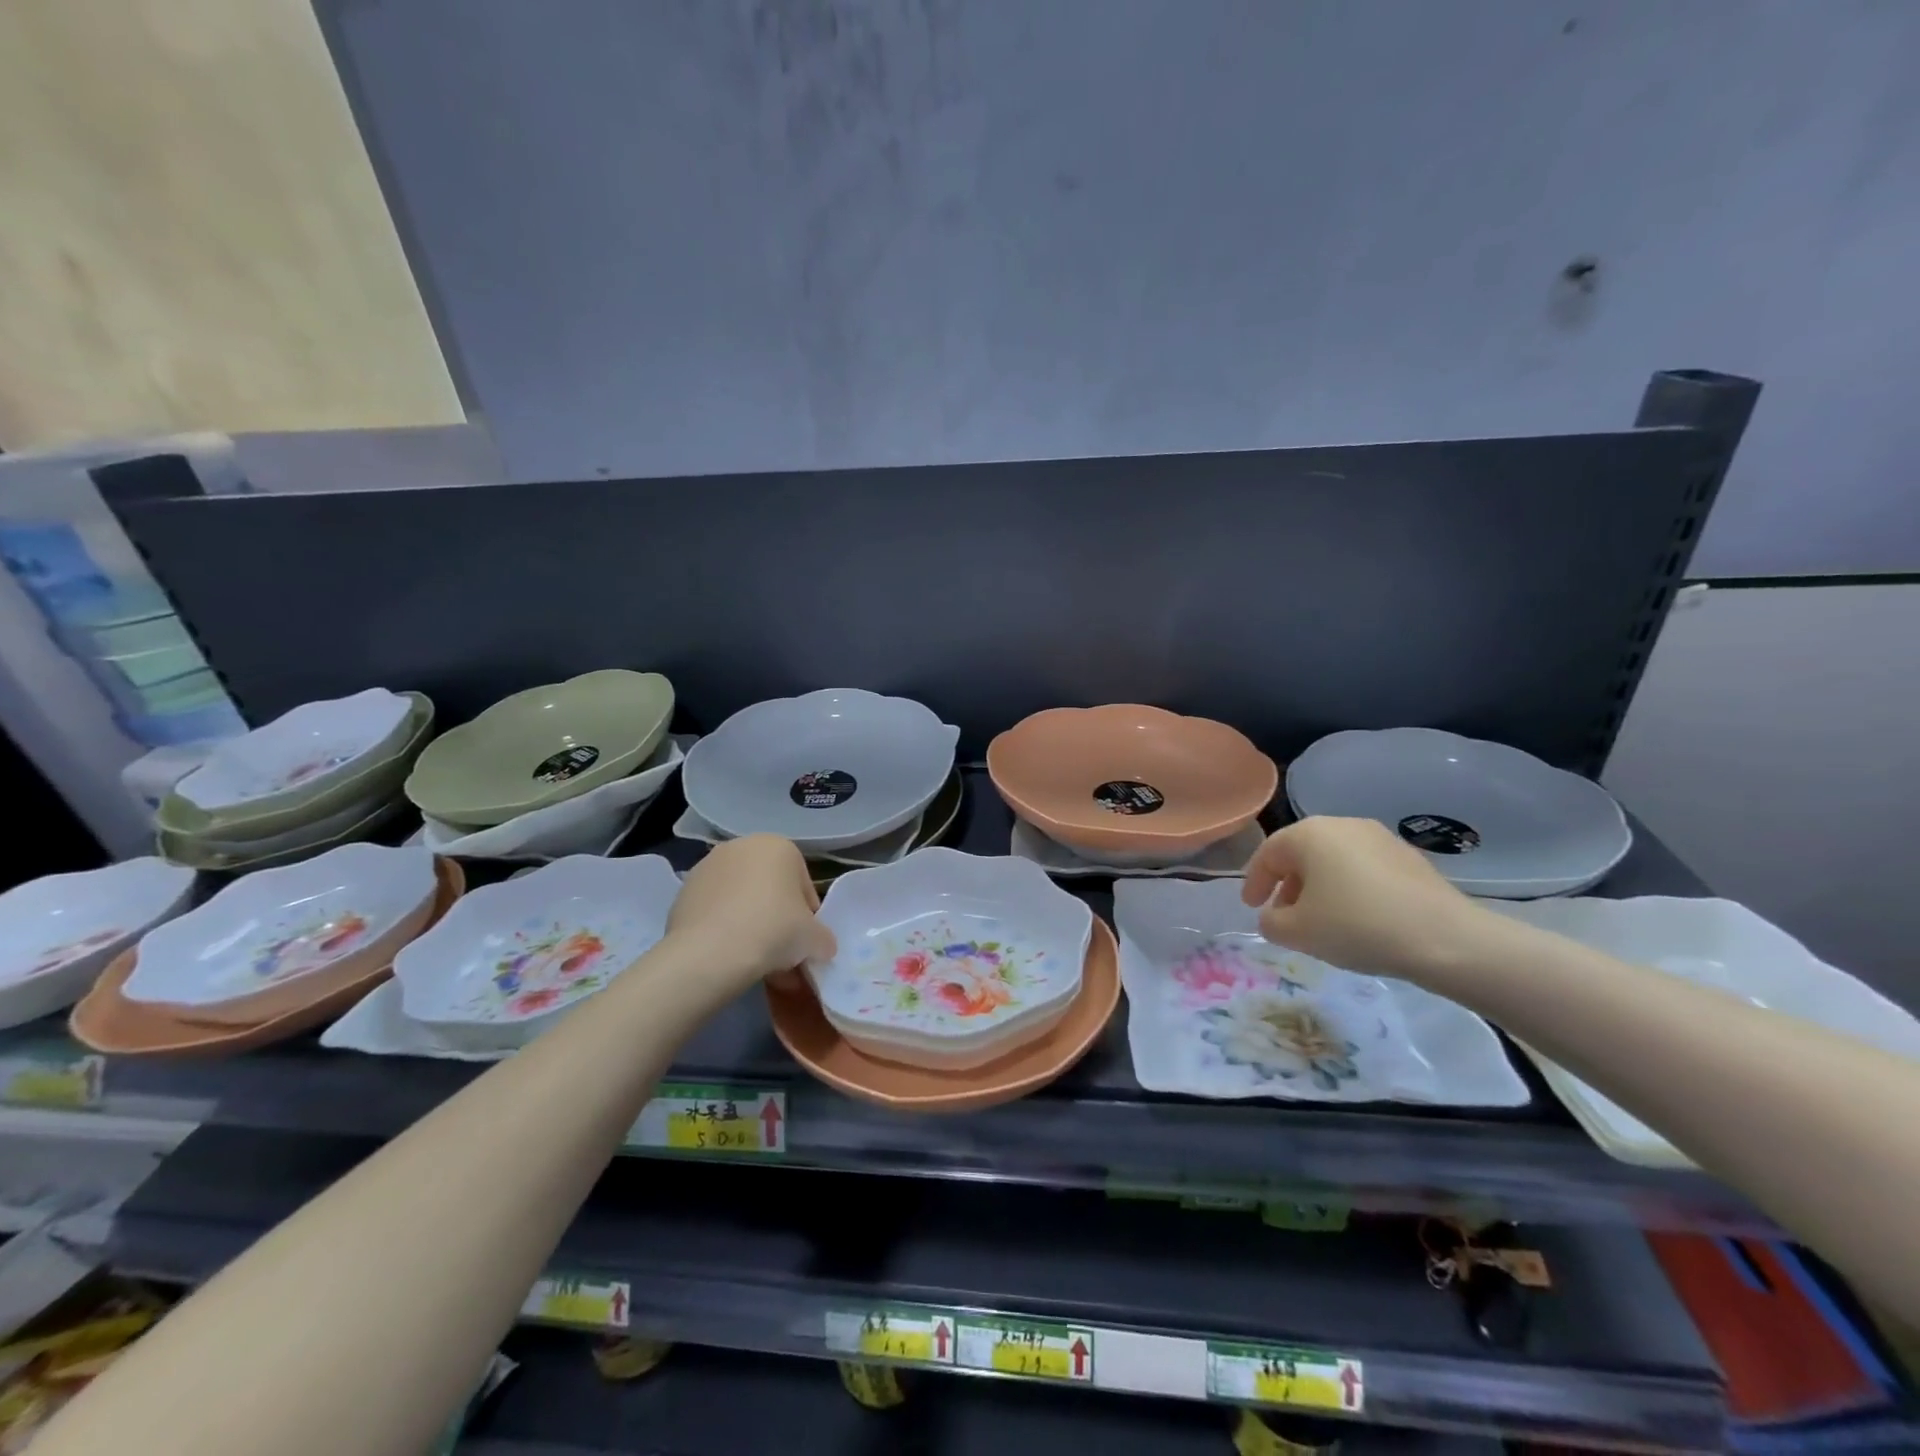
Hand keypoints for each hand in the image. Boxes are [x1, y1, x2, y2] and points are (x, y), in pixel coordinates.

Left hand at [667, 835, 835, 993]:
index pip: (803, 885)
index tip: (804, 942)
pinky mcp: (682, 892)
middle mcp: (742, 847)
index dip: (808, 917)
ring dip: (751, 925)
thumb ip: (823, 938)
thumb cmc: (774, 930)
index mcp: (779, 846)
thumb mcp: (815, 939)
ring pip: (740, 900)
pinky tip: (728, 958)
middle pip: (770, 889)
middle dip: (777, 919)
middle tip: (781, 953)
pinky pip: (714, 912)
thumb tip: (821, 946)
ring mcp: (707, 867)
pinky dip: (723, 930)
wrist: (710, 953)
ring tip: (755, 962)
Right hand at [1240, 816, 1492, 982]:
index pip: (1268, 853)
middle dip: (1288, 884)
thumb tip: (1273, 917)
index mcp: (1309, 834)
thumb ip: (1271, 922)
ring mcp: (1381, 838)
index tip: (1252, 907)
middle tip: (1285, 916)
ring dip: (1320, 887)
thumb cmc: (1357, 926)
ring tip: (1322, 921)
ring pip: (1334, 860)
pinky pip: (1364, 870)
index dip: (1254, 882)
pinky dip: (1351, 889)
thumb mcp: (1297, 932)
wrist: (1446, 939)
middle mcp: (1343, 825)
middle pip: (1302, 853)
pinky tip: (1358, 919)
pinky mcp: (1410, 858)